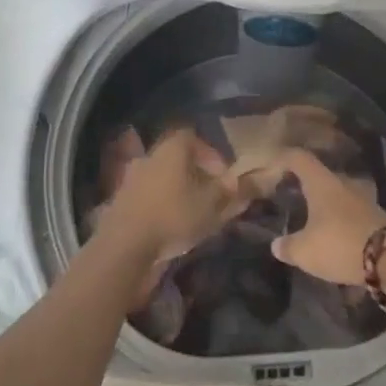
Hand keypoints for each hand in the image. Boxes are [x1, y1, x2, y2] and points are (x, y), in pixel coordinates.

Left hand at [104, 128, 253, 265]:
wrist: (124, 247)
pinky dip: (162, 206)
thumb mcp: (213, 204)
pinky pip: (149, 196)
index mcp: (172, 147)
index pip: (194, 137)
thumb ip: (237, 189)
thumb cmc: (174, 216)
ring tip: (194, 214)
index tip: (224, 177)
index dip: (212, 155)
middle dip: (197, 175)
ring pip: (163, 178)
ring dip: (179, 192)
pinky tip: (171, 226)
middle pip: (178, 158)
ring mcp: (132, 178)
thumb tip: (265, 176)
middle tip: (212, 197)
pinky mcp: (121, 201)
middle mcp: (150, 156)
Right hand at [265, 149, 385, 284]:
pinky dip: (339, 219)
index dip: (284, 158)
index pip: (299, 158)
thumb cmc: (340, 244)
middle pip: (319, 176)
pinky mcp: (376, 216)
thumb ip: (288, 247)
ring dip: (324, 204)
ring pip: (337, 194)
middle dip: (305, 185)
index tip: (273, 167)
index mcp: (321, 183)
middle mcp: (342, 183)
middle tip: (291, 197)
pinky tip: (334, 235)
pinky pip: (350, 211)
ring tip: (311, 220)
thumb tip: (276, 245)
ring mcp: (363, 198)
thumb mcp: (306, 252)